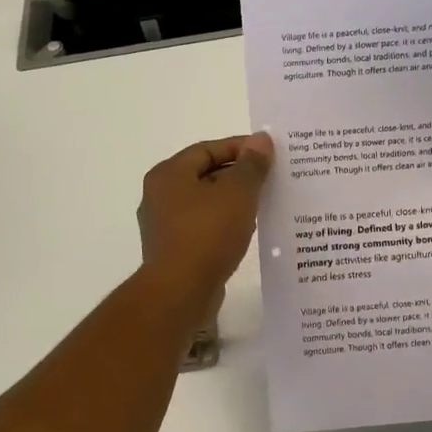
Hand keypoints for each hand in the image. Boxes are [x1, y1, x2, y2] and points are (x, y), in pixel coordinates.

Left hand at [137, 133, 273, 303]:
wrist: (180, 292)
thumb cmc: (207, 234)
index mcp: (169, 174)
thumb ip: (251, 164)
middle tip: (271, 178)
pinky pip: (204, 227)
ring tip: (265, 203)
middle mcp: (160, 195)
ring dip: (234, 201)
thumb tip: (261, 139)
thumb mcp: (237, 193)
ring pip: (206, 203)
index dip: (240, 148)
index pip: (208, 149)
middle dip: (239, 175)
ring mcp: (164, 225)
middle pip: (205, 174)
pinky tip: (248, 231)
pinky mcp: (174, 251)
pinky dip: (225, 224)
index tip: (269, 153)